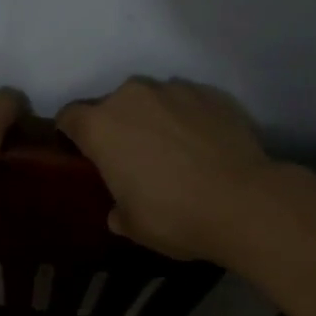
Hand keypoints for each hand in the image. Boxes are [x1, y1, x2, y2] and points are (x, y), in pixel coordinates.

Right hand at [57, 77, 272, 262]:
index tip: (83, 154)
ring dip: (154, 118)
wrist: (245, 201)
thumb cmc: (175, 215)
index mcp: (100, 126)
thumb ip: (117, 211)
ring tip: (175, 150)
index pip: (69, 117)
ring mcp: (172, 89)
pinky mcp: (209, 92)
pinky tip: (204, 145)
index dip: (72, 134)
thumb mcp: (133, 226)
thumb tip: (118, 212)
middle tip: (134, 158)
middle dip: (118, 126)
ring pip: (152, 100)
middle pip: (112, 105)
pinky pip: (187, 102)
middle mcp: (131, 96)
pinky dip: (188, 117)